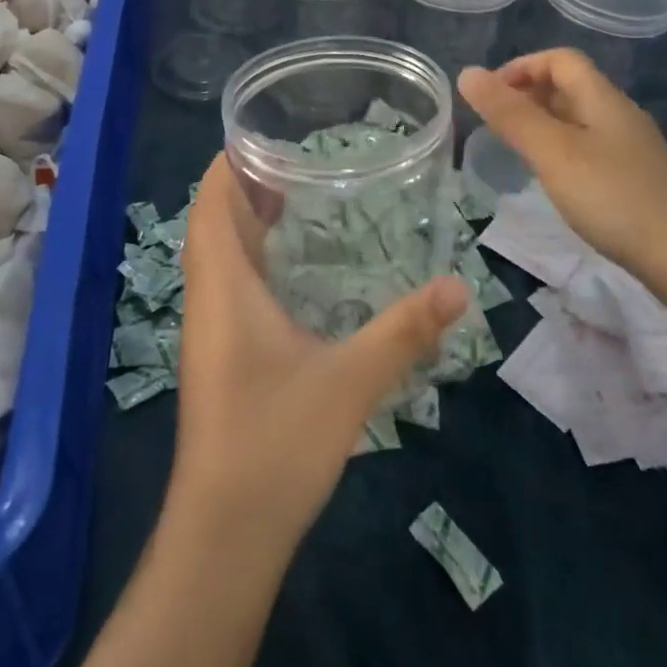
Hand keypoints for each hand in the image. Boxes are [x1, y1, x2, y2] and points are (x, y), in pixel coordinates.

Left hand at [170, 155, 468, 544]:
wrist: (224, 532)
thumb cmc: (276, 442)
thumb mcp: (350, 381)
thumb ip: (404, 331)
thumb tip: (458, 287)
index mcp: (224, 284)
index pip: (210, 201)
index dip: (228, 163)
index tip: (264, 134)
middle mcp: (208, 296)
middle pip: (213, 220)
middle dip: (245, 185)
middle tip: (296, 159)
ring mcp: (208, 329)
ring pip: (218, 254)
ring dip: (245, 221)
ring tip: (296, 198)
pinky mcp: (217, 355)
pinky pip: (227, 283)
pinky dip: (251, 257)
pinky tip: (291, 267)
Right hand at [457, 49, 666, 275]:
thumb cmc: (615, 197)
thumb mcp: (552, 152)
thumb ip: (509, 114)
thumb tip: (467, 73)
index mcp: (601, 98)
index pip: (559, 59)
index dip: (521, 67)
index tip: (490, 97)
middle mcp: (618, 115)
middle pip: (569, 86)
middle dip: (527, 95)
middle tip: (494, 124)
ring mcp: (631, 149)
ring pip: (578, 120)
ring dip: (542, 124)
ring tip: (515, 151)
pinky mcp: (636, 180)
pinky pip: (589, 148)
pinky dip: (560, 151)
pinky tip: (553, 180)